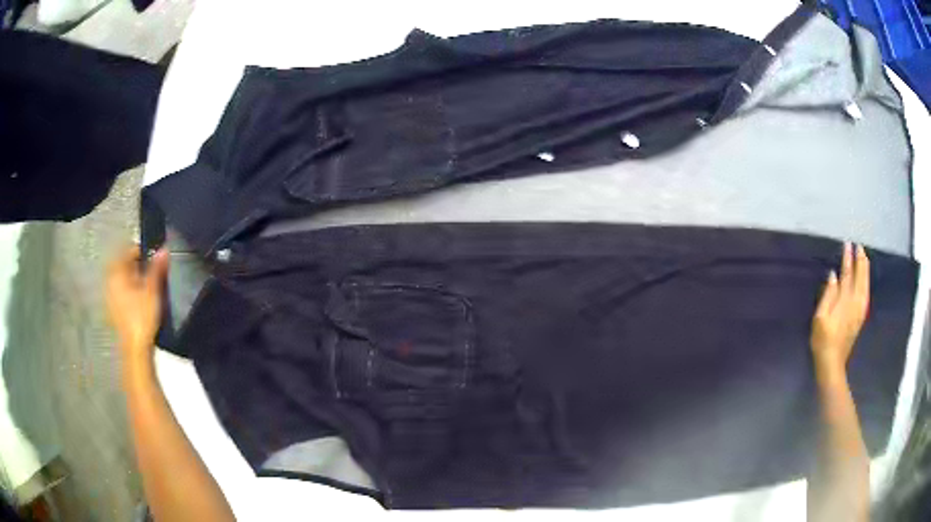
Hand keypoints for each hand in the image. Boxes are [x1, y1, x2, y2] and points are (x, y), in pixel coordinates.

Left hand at [106, 246, 168, 366]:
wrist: (136, 350)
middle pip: (124, 266)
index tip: (155, 257)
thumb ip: (156, 269)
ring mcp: (110, 298)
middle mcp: (110, 282)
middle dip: (138, 266)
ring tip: (148, 286)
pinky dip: (131, 292)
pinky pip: (122, 293)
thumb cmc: (142, 317)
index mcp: (116, 273)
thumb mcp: (152, 291)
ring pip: (123, 281)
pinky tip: (141, 301)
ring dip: (134, 279)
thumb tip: (163, 249)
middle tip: (153, 271)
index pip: (128, 251)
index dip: (142, 251)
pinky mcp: (114, 312)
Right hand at [811, 243, 869, 376]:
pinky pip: (866, 293)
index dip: (848, 259)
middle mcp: (855, 303)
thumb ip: (828, 295)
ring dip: (865, 270)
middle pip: (860, 277)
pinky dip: (866, 282)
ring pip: (865, 284)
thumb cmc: (822, 340)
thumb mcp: (820, 318)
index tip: (848, 245)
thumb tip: (833, 275)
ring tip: (864, 257)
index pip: (847, 274)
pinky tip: (865, 279)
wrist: (832, 364)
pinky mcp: (860, 317)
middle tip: (859, 247)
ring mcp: (860, 311)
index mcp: (845, 301)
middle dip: (860, 261)